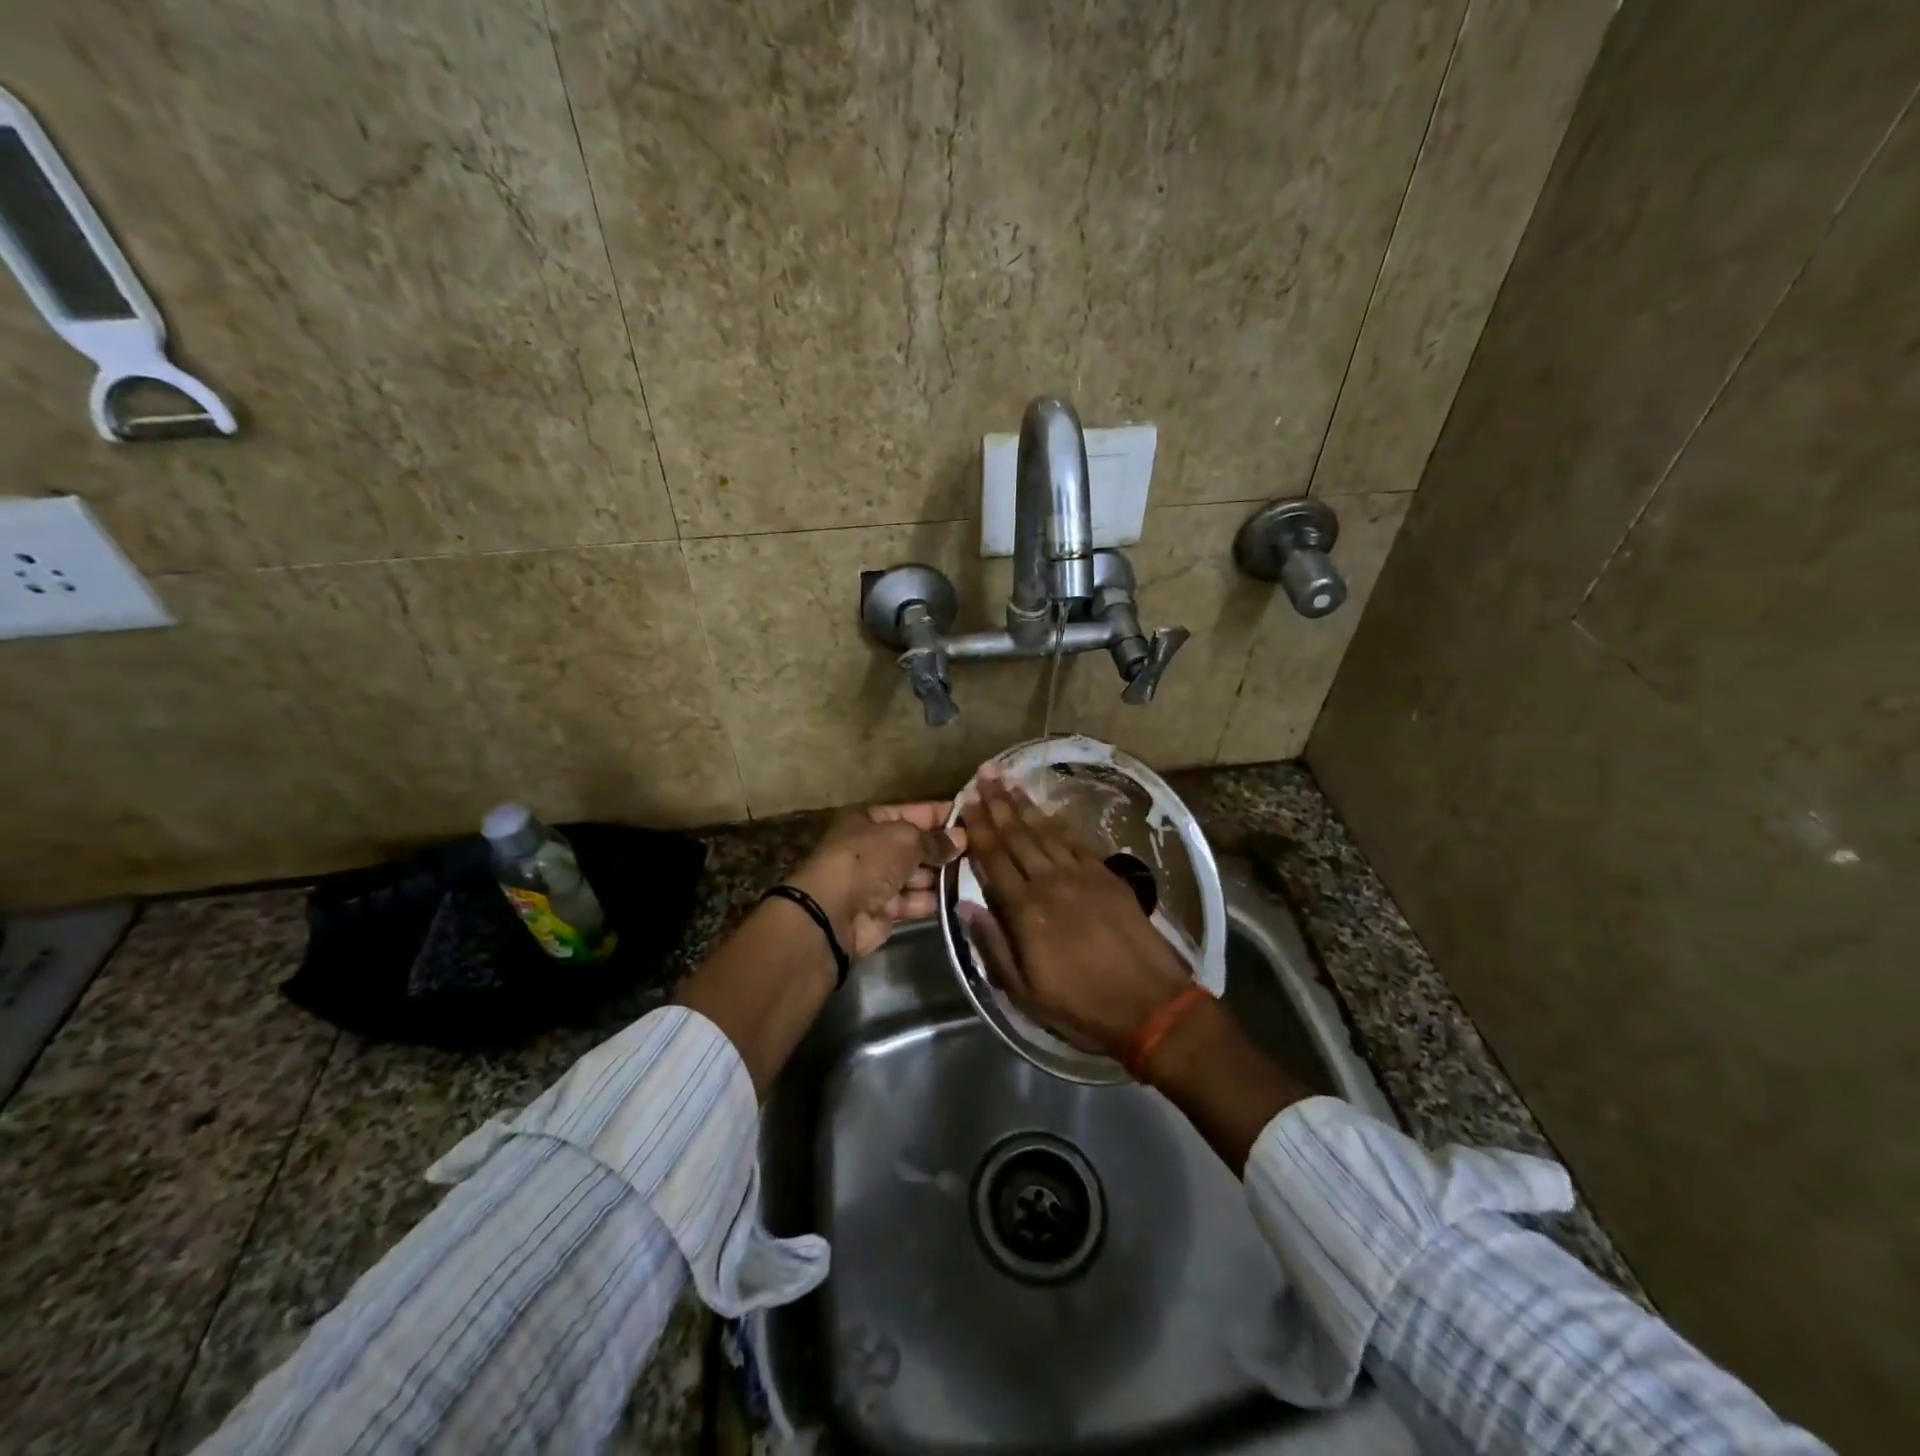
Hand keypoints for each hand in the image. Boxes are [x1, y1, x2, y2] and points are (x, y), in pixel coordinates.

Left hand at [787, 802, 965, 958]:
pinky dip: (934, 900)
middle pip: (916, 845)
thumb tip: (960, 839)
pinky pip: (915, 900)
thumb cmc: (867, 860)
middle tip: (982, 851)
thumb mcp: (905, 838)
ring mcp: (877, 880)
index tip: (973, 819)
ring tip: (978, 874)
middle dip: (945, 849)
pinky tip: (962, 898)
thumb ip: (935, 840)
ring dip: (943, 876)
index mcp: (870, 819)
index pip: (913, 811)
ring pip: (918, 874)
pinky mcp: (884, 909)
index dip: (942, 815)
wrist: (833, 913)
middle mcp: (873, 847)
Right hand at [958, 765, 1192, 1057]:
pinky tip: (1046, 810)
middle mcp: (1050, 882)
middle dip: (998, 803)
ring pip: (1045, 831)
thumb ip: (992, 945)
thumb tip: (964, 905)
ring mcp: (1082, 875)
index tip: (965, 801)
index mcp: (1025, 910)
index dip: (978, 828)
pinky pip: (1075, 840)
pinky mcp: (1107, 876)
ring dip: (1024, 805)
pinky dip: (1057, 822)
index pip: (994, 859)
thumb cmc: (1081, 1006)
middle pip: (1018, 835)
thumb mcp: (1024, 992)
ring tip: (1007, 780)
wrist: (1151, 1005)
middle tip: (983, 773)